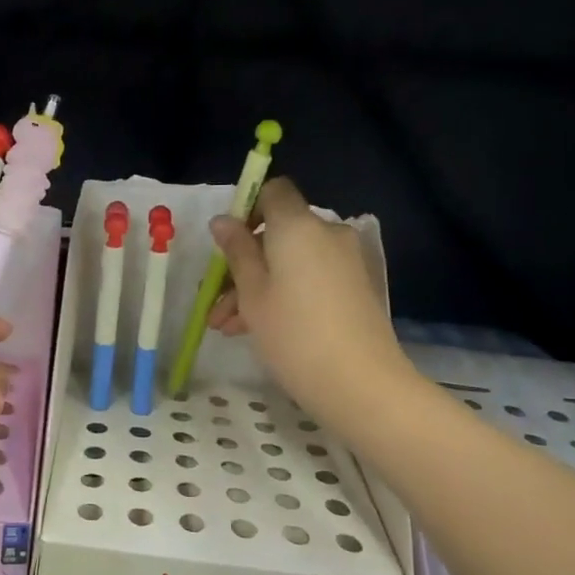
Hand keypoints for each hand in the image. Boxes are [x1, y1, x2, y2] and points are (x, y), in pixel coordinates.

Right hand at [206, 176, 418, 432]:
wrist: (359, 383)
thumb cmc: (293, 333)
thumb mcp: (251, 293)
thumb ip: (237, 251)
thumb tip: (223, 220)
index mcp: (298, 226)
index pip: (274, 191)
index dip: (247, 208)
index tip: (227, 244)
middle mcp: (326, 234)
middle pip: (278, 233)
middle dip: (243, 262)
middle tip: (216, 302)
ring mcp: (344, 262)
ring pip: (290, 262)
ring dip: (257, 286)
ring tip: (227, 327)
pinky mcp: (354, 288)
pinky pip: (309, 279)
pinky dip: (283, 294)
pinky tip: (255, 329)